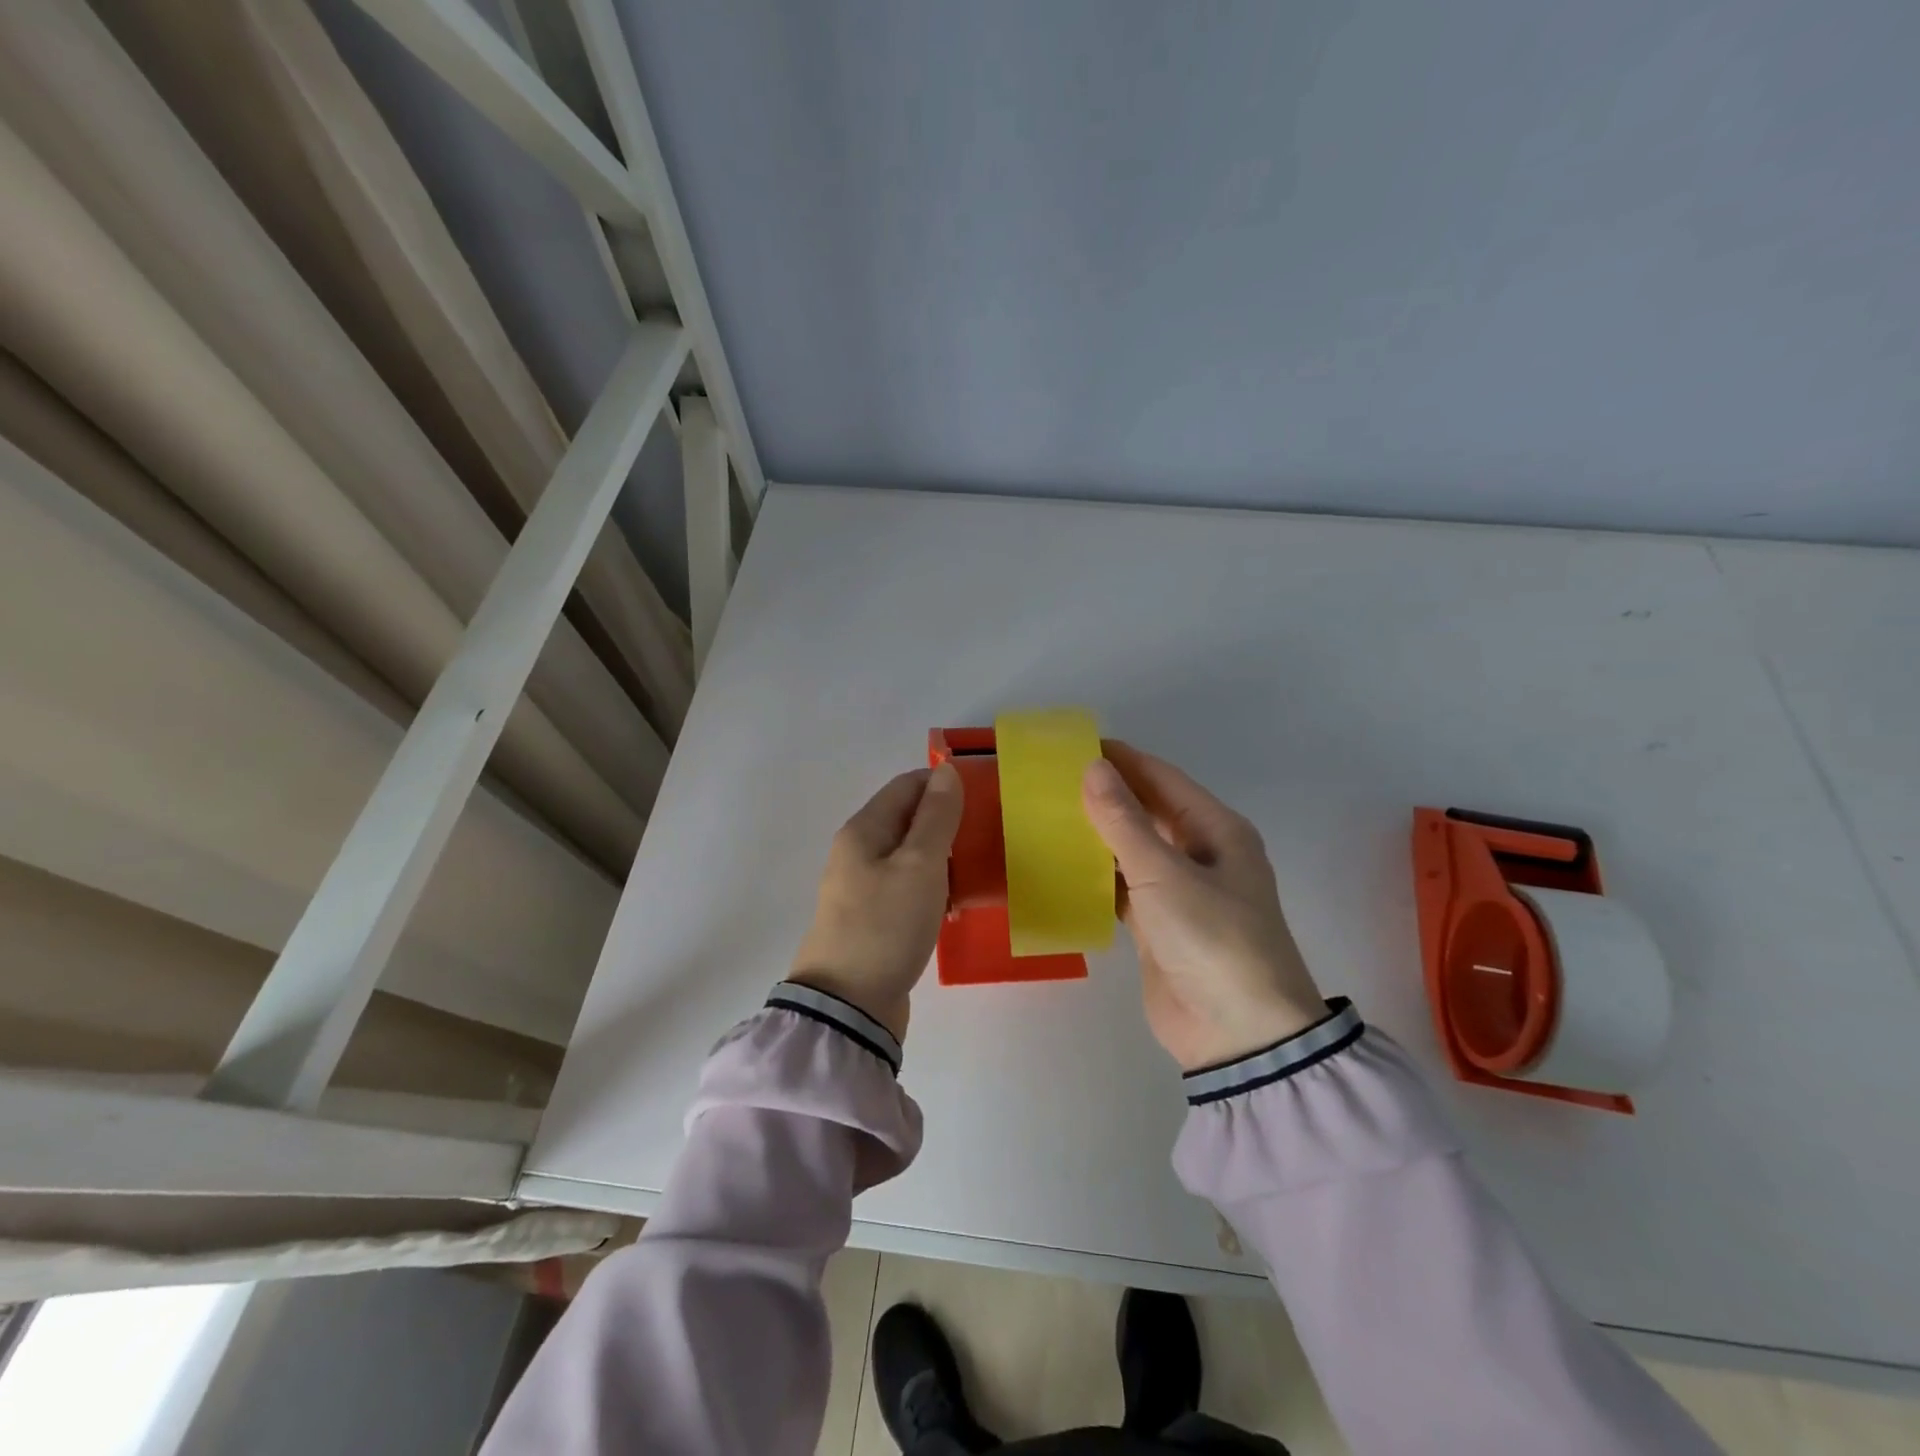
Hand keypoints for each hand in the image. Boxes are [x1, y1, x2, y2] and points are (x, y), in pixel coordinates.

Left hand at [789, 763, 963, 1041]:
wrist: (849, 1006)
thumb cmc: (886, 925)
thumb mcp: (919, 865)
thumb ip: (936, 817)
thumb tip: (946, 771)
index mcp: (864, 830)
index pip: (906, 786)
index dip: (943, 784)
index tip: (983, 795)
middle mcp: (858, 852)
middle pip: (908, 820)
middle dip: (947, 822)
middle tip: (988, 834)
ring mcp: (864, 888)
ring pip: (911, 856)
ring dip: (943, 857)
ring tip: (980, 868)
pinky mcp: (874, 919)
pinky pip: (909, 888)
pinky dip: (933, 887)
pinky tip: (956, 903)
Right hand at [1082, 742, 1325, 1070]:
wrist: (1239, 1036)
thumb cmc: (1212, 939)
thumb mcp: (1164, 875)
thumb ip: (1124, 821)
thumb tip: (1092, 767)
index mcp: (1217, 831)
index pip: (1162, 779)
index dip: (1122, 760)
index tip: (1074, 745)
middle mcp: (1201, 855)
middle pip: (1147, 812)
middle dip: (1105, 796)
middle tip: (1051, 781)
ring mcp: (1180, 893)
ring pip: (1132, 850)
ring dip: (1096, 837)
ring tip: (1046, 817)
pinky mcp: (1159, 926)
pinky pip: (1123, 888)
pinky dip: (1095, 878)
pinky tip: (1060, 868)